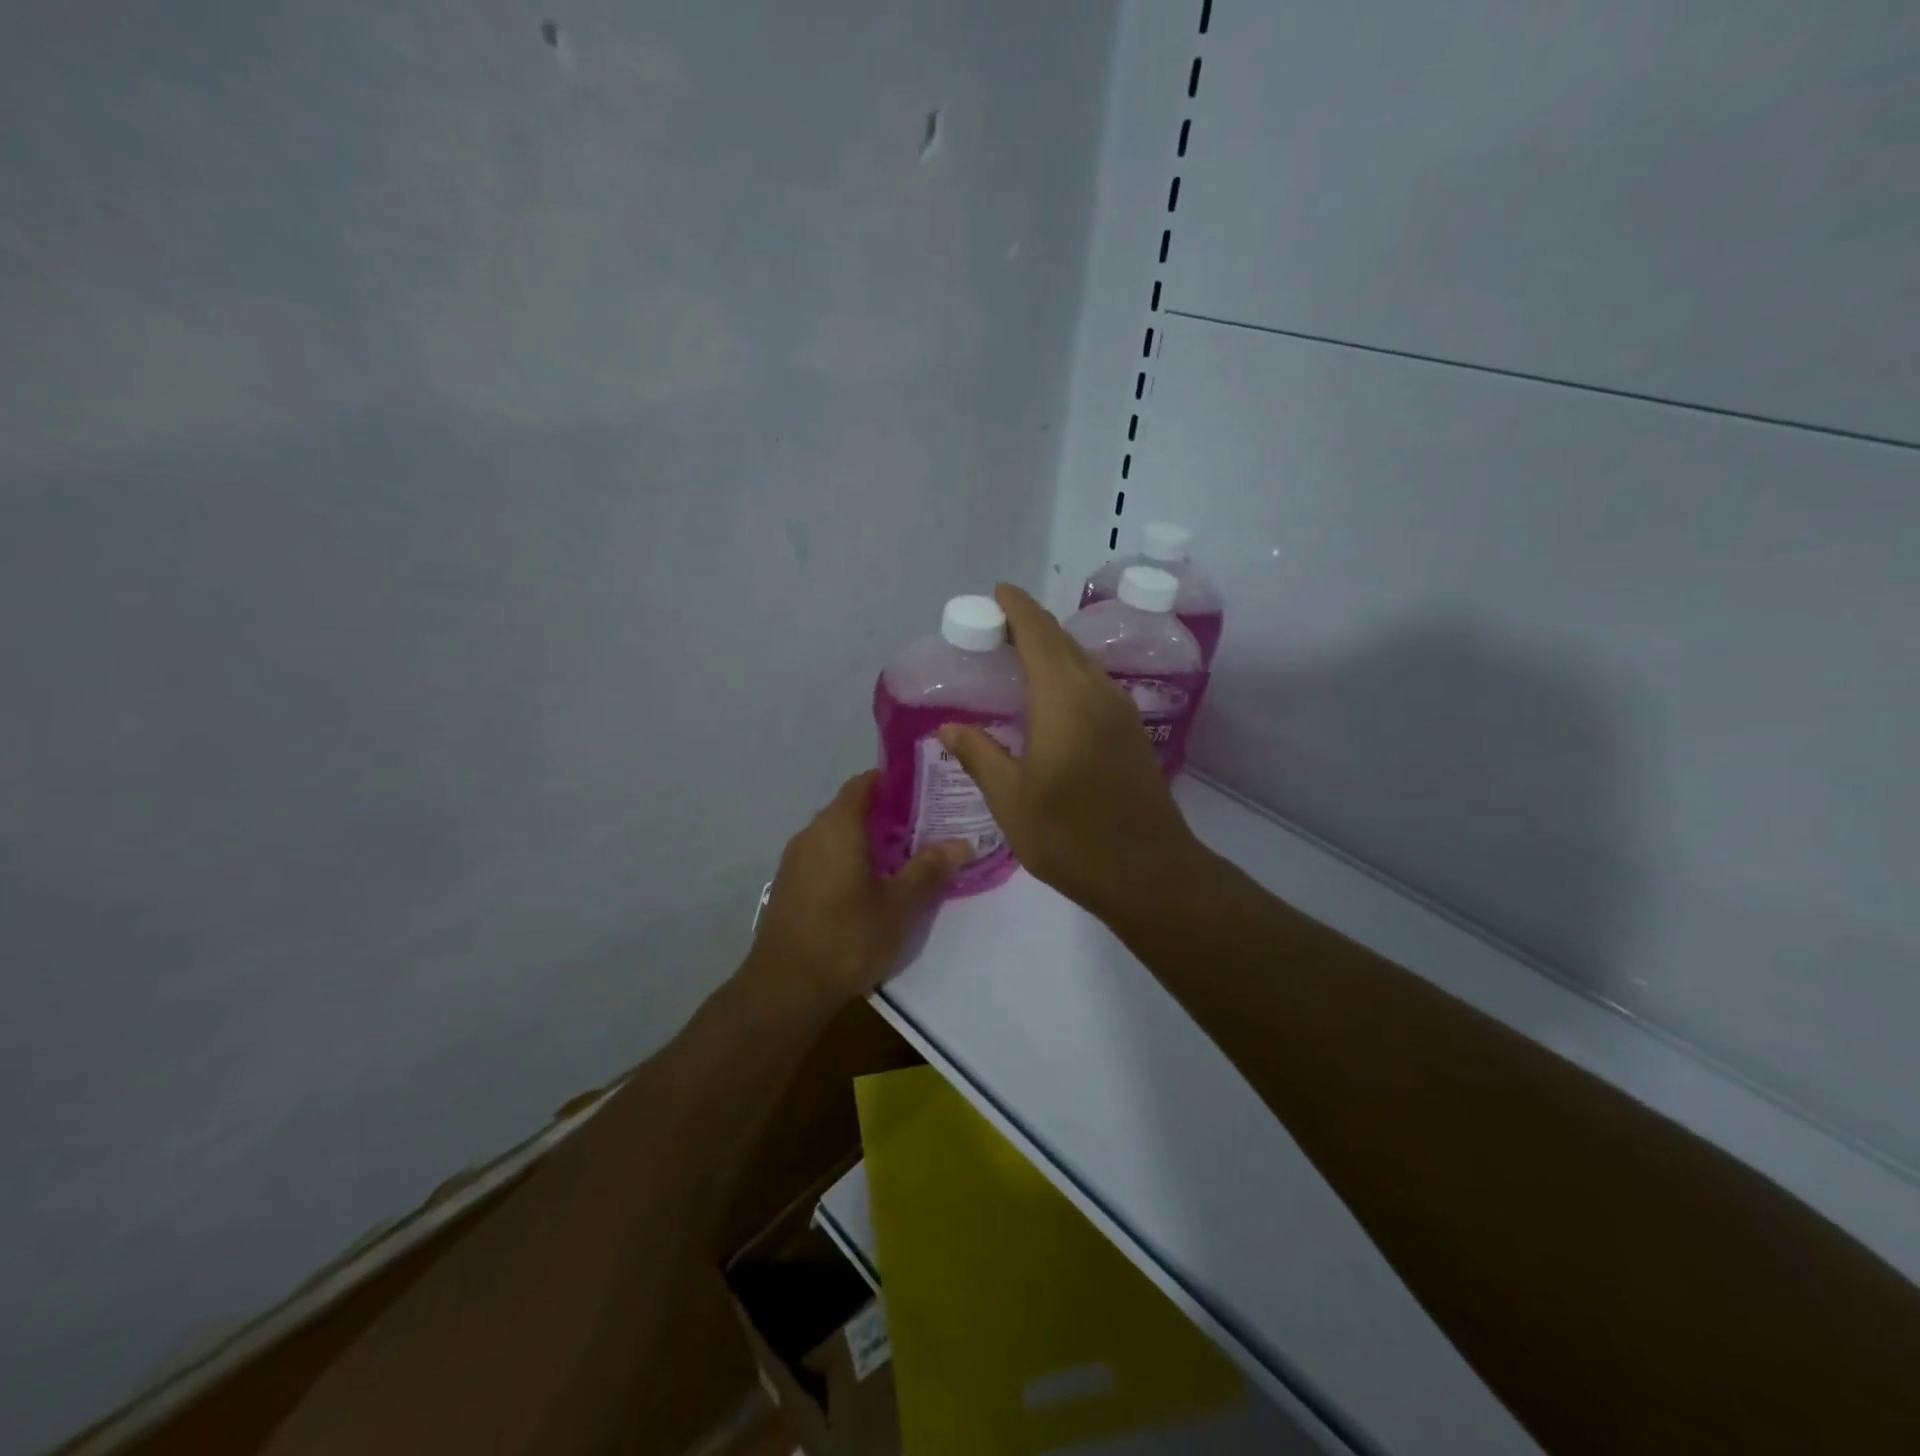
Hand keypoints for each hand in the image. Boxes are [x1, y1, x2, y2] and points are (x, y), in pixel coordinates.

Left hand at [747, 771, 969, 1007]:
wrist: (785, 988)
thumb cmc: (847, 938)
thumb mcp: (899, 906)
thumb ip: (929, 870)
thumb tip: (962, 843)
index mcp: (838, 827)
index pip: (863, 783)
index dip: (892, 781)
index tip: (923, 789)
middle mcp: (812, 834)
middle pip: (850, 808)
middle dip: (886, 813)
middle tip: (924, 826)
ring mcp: (795, 861)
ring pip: (836, 835)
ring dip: (866, 839)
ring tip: (903, 856)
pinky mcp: (788, 886)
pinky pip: (823, 857)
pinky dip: (847, 859)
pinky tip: (870, 885)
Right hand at [939, 584, 1205, 915]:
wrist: (1147, 870)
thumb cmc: (1069, 835)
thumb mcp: (1011, 799)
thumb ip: (980, 756)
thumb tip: (949, 728)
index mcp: (1063, 699)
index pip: (1038, 635)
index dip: (1018, 609)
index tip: (998, 593)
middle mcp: (1097, 693)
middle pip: (1062, 643)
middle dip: (1031, 626)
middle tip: (997, 628)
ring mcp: (1120, 711)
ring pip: (1082, 663)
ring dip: (1052, 650)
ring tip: (1019, 657)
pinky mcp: (1131, 732)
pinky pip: (1094, 685)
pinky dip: (1068, 675)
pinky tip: (1052, 698)